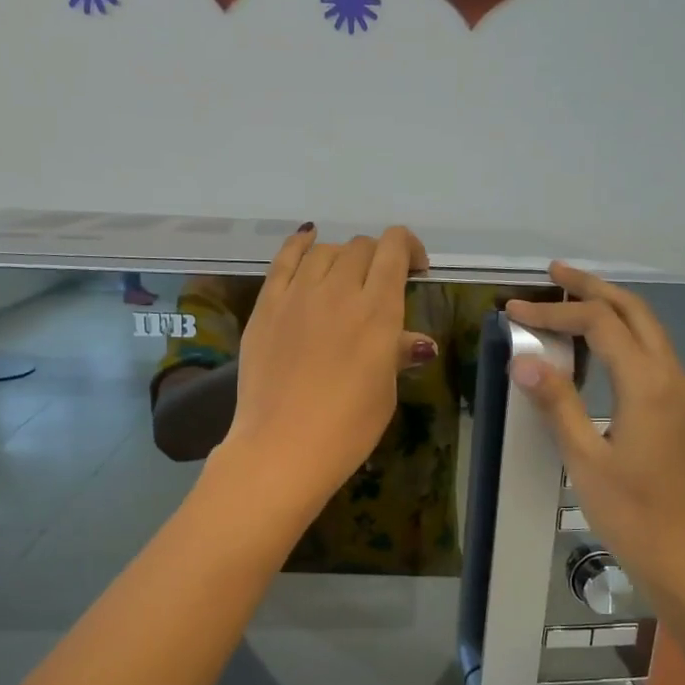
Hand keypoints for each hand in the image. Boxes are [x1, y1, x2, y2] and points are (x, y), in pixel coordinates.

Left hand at [218, 225, 432, 518]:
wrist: (283, 446)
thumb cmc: (347, 428)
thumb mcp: (384, 391)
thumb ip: (397, 354)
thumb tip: (418, 343)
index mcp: (377, 310)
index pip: (394, 249)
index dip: (408, 248)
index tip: (415, 270)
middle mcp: (339, 290)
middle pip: (361, 247)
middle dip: (378, 257)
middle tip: (380, 283)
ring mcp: (298, 295)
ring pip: (324, 250)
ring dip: (342, 256)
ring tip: (345, 276)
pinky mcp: (267, 305)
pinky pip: (284, 259)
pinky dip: (300, 244)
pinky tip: (307, 238)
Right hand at [505, 264, 684, 603]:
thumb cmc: (632, 513)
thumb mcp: (584, 459)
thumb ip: (557, 403)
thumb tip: (523, 359)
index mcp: (647, 385)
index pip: (599, 325)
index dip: (555, 312)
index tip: (514, 311)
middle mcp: (671, 378)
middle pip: (635, 312)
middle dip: (594, 287)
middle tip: (554, 273)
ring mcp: (681, 395)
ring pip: (649, 331)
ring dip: (612, 308)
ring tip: (573, 300)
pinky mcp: (680, 412)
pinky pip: (652, 355)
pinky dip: (624, 336)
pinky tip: (599, 349)